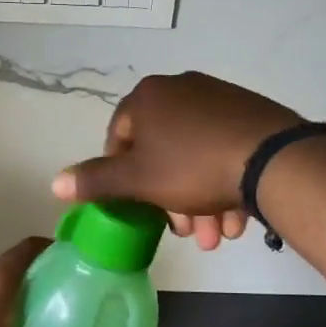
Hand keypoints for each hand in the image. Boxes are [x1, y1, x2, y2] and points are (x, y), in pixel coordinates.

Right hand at [52, 72, 300, 250]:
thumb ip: (95, 181)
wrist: (271, 159)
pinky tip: (234, 220)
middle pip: (162, 153)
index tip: (138, 208)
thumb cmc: (191, 167)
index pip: (119, 138)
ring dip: (200, 202)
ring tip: (214, 236)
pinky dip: (223, 184)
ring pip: (196, 158)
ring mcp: (219, 99)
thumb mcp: (137, 180)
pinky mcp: (251, 114)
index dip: (123, 178)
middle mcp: (181, 89)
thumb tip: (54, 183)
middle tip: (184, 232)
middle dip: (170, 201)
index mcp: (148, 97)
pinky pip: (224, 151)